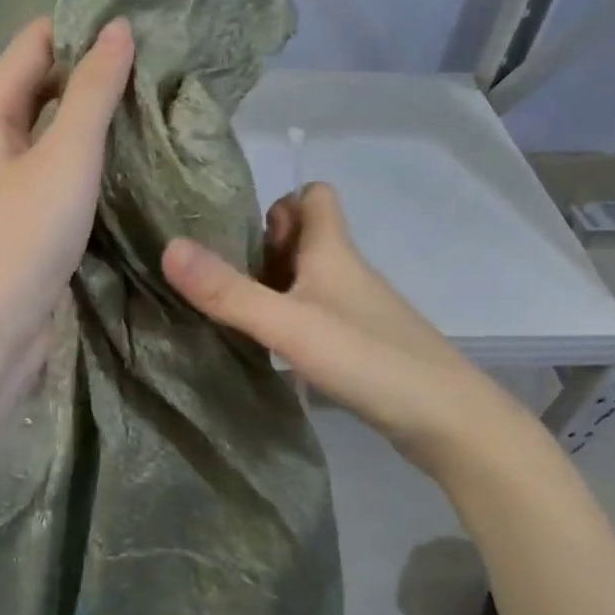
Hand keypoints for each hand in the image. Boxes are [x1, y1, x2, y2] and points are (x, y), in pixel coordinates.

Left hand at [0, 15, 134, 366]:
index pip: (34, 42)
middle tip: (157, 58)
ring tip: (153, 97)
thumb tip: (118, 28)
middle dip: (92, 67)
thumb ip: (92, 91)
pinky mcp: (28, 215)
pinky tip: (130, 153)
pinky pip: (62, 166)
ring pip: (55, 128)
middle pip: (44, 83)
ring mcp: (10, 180)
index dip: (80, 25)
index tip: (137, 18)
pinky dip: (92, 154)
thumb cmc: (24, 236)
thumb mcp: (65, 156)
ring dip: (95, 112)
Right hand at [161, 183, 533, 481]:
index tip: (237, 228)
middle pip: (304, 237)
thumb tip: (169, 247)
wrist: (446, 420)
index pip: (314, 195)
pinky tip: (265, 345)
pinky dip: (287, 319)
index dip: (279, 201)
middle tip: (218, 272)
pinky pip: (314, 314)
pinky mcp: (360, 344)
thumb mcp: (288, 324)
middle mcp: (345, 272)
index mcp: (333, 251)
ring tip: (228, 307)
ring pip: (308, 278)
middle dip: (263, 246)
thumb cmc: (367, 358)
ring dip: (271, 284)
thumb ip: (229, 291)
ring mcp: (355, 310)